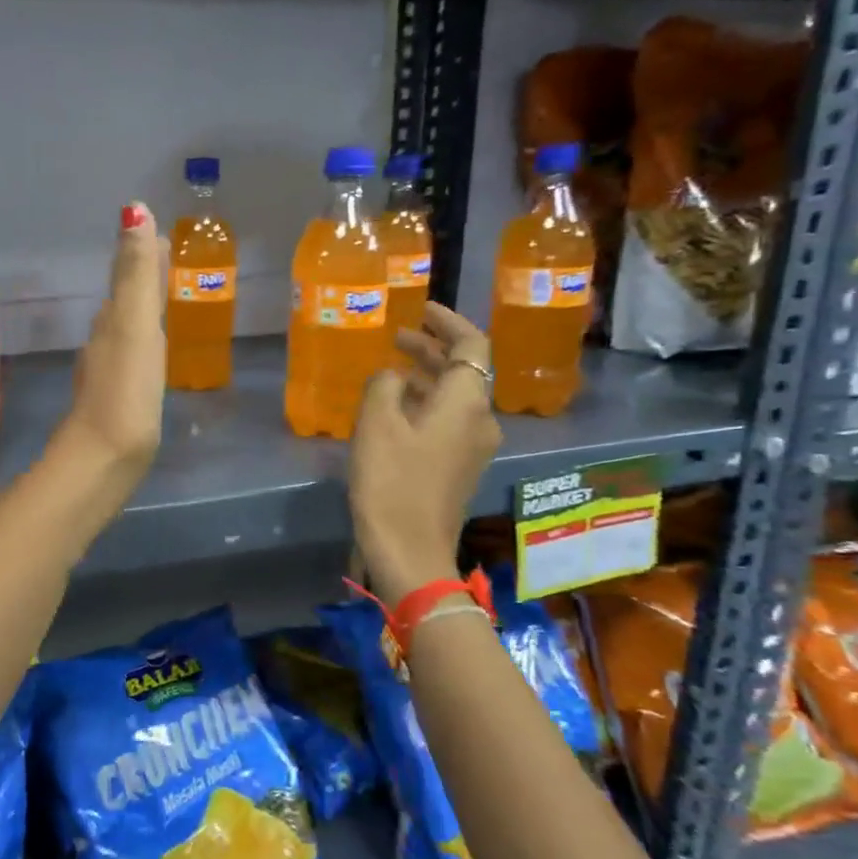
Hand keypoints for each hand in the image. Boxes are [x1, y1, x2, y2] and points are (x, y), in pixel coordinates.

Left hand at [51, 202, 165, 486]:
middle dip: (142, 278)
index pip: (128, 277)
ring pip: (125, 330)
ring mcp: (108, 374)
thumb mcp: (134, 326)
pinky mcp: (117, 403)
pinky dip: (142, 345)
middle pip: (125, 300)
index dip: (142, 254)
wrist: (101, 459)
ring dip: (141, 311)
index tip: (159, 234)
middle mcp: (105, 342)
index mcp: (112, 321)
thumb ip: (135, 274)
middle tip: (165, 259)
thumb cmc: (125, 392)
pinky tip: (149, 357)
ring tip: (161, 301)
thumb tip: (133, 210)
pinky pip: (131, 360)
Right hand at [350, 302, 501, 607]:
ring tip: (393, 369)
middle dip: (433, 349)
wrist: (410, 549)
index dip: (448, 323)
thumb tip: (393, 377)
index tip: (422, 309)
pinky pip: (450, 420)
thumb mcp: (376, 423)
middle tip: (398, 337)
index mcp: (467, 402)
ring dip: (428, 377)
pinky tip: (398, 408)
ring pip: (456, 397)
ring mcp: (475, 447)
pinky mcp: (461, 468)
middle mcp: (481, 419)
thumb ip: (384, 385)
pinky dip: (427, 403)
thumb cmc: (392, 481)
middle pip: (466, 371)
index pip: (472, 345)